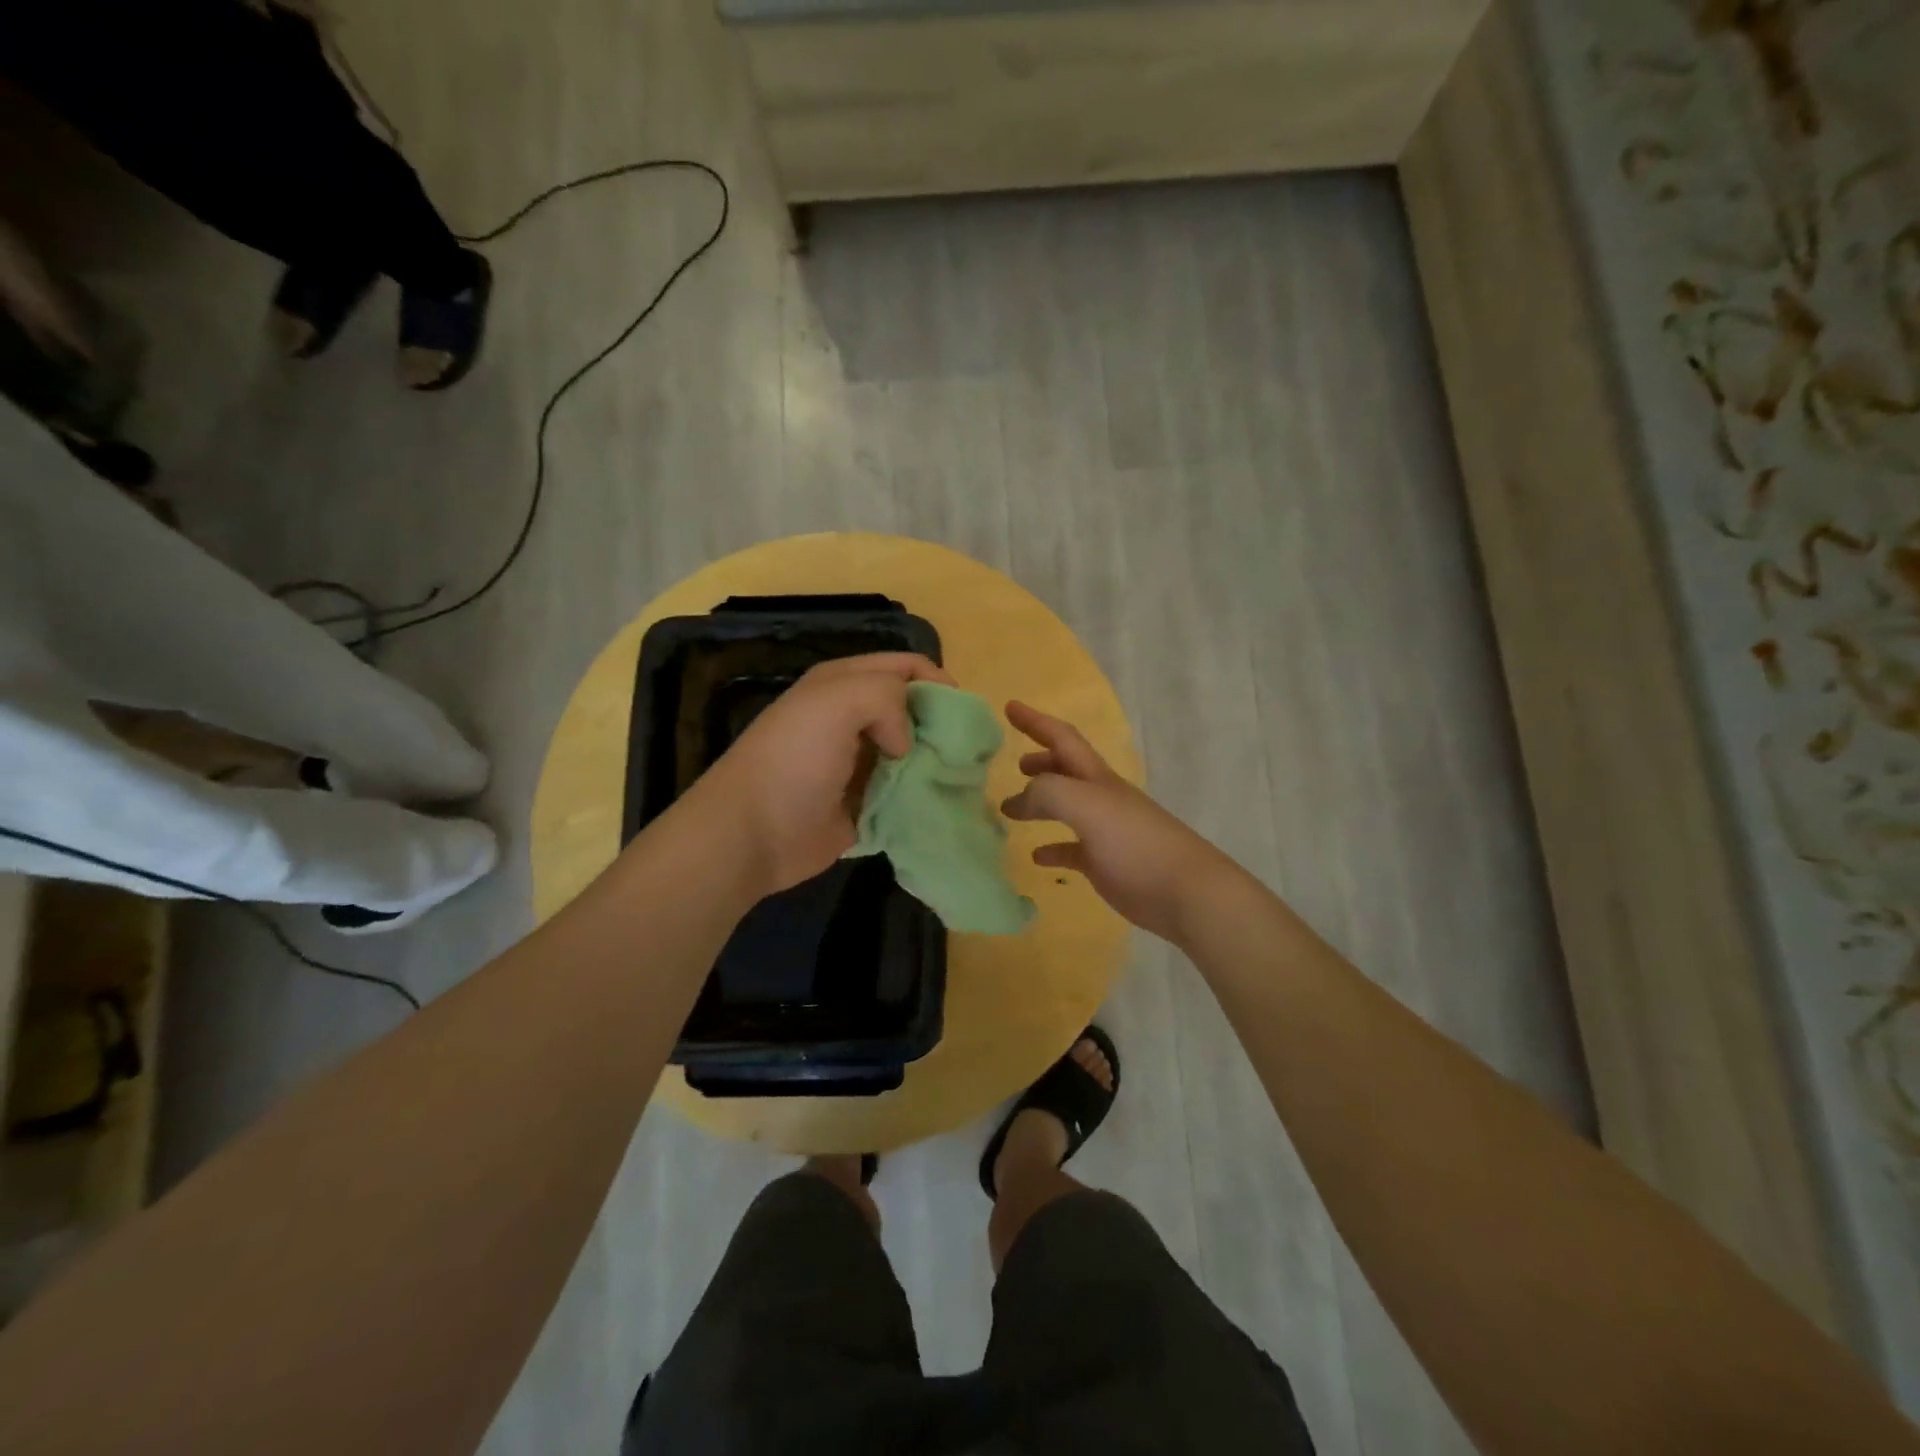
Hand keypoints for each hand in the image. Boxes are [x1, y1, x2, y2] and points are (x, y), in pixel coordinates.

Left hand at [691, 653, 952, 896]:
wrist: (753, 833)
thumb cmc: (794, 759)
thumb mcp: (838, 700)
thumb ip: (887, 696)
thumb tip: (906, 740)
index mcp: (843, 684)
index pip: (904, 667)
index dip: (936, 681)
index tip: (960, 711)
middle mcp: (852, 719)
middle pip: (913, 710)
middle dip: (941, 724)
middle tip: (964, 748)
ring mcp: (858, 764)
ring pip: (914, 754)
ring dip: (936, 763)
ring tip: (959, 778)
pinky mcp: (864, 805)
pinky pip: (905, 795)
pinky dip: (923, 797)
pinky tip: (941, 803)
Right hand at [1001, 701, 1231, 943]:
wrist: (1184, 892)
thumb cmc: (1134, 842)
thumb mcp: (1085, 805)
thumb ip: (1047, 793)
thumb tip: (1018, 800)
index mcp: (1096, 777)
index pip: (1062, 738)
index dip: (1035, 721)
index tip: (1009, 707)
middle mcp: (1100, 798)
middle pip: (1066, 770)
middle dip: (1041, 761)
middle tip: (1013, 763)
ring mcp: (1104, 831)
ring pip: (1066, 808)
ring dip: (1040, 803)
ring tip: (1009, 810)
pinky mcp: (1105, 864)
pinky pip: (1071, 850)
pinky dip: (1052, 848)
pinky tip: (1036, 857)